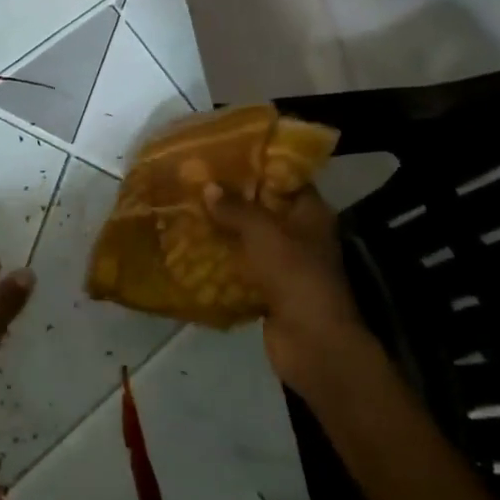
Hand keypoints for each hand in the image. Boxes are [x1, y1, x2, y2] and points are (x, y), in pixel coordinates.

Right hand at [204, 185, 358, 396]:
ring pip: (249, 238)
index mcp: (310, 213)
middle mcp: (300, 234)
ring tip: (186, 208)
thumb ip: (236, 208)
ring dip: (222, 228)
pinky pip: (240, 267)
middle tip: (194, 180)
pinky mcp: (268, 289)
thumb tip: (207, 186)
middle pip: (263, 207)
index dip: (256, 165)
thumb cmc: (296, 276)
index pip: (284, 178)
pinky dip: (220, 259)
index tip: (222, 154)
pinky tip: (191, 247)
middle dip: (231, 197)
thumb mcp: (264, 233)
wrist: (312, 344)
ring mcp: (284, 264)